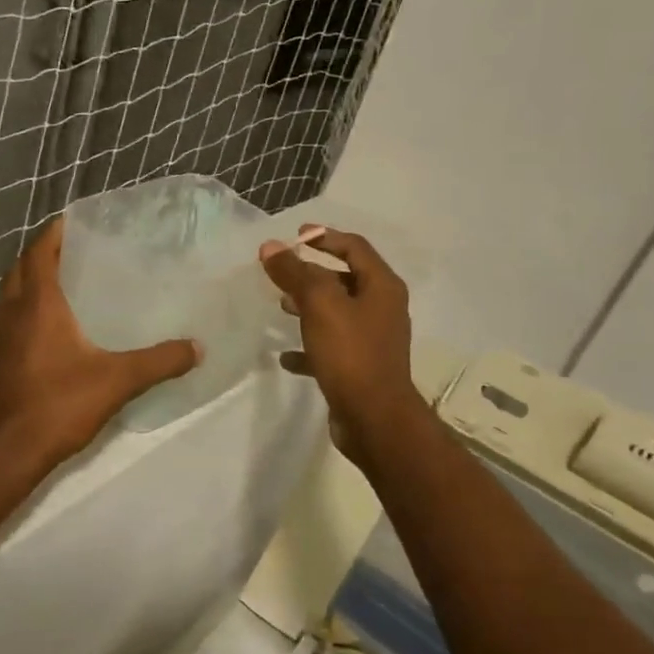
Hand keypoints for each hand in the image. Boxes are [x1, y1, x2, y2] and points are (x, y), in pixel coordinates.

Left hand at [0, 218, 200, 471]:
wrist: (7, 451)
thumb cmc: (59, 404)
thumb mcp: (118, 380)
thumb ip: (160, 361)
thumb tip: (198, 348)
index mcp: (38, 303)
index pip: (41, 251)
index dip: (56, 231)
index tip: (79, 219)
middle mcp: (14, 311)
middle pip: (23, 266)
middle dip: (46, 251)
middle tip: (80, 247)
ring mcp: (2, 336)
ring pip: (14, 291)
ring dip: (34, 277)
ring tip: (71, 278)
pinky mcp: (1, 357)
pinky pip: (14, 315)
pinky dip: (30, 305)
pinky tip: (59, 324)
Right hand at [259, 225, 425, 458]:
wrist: (374, 418)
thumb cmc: (351, 353)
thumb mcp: (319, 305)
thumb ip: (295, 273)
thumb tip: (271, 247)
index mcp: (382, 286)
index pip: (354, 247)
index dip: (325, 237)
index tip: (296, 235)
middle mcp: (382, 309)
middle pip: (345, 279)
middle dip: (312, 273)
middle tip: (282, 273)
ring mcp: (373, 340)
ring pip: (337, 313)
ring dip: (309, 307)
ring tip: (281, 307)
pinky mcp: (361, 368)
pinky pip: (331, 348)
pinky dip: (309, 346)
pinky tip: (285, 356)